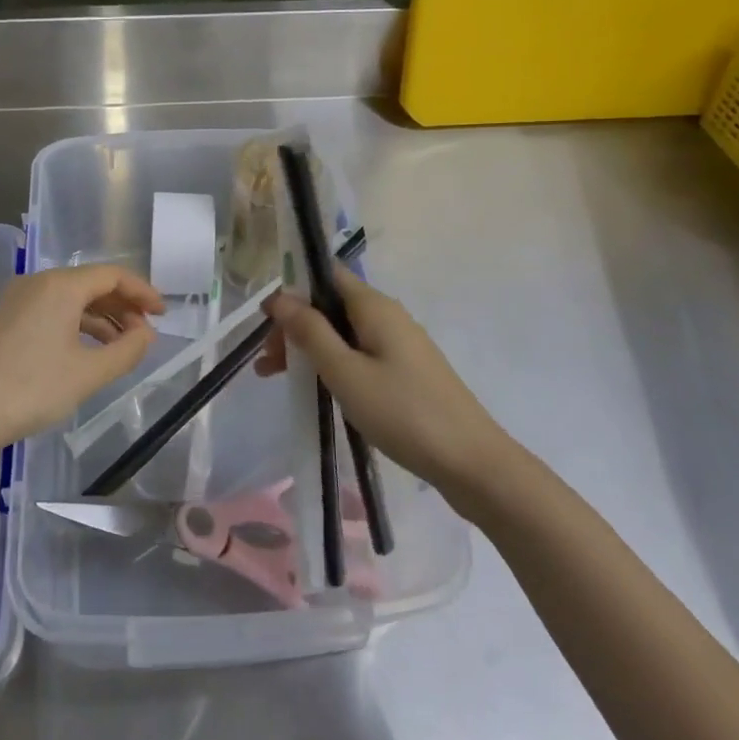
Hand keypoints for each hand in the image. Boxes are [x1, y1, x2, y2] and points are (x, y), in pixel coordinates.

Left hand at [0, 265, 163, 461]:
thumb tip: (146, 333)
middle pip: (92, 283)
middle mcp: (39, 282)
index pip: (113, 275)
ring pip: (71, 298)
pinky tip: (88, 351)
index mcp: (61, 286)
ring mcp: (19, 299)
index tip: (163, 314)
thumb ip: (126, 350)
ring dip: (101, 317)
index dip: (142, 292)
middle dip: (123, 305)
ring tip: (122, 346)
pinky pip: (53, 310)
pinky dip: (77, 324)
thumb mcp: (87, 374)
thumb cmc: (30, 390)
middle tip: (146, 333)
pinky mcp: (7, 318)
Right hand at [259, 268, 507, 491]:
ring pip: (344, 333)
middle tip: (267, 360)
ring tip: (278, 377)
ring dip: (310, 348)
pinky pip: (360, 354)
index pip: (327, 275)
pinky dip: (333, 364)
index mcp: (375, 306)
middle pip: (332, 306)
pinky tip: (319, 389)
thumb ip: (310, 332)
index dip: (293, 289)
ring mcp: (400, 345)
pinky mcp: (407, 372)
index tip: (266, 319)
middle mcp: (388, 316)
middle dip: (296, 326)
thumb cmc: (403, 413)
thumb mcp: (345, 372)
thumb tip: (280, 297)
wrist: (472, 464)